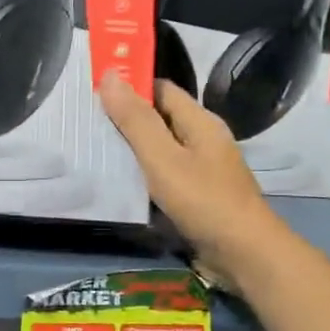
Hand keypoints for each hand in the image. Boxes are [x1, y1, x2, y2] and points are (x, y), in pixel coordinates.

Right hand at [97, 72, 279, 278]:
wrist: (245, 255)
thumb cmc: (203, 200)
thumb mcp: (162, 157)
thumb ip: (135, 120)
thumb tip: (110, 75)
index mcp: (200, 122)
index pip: (161, 90)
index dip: (130, 86)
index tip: (93, 90)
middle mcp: (203, 140)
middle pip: (159, 119)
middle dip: (125, 118)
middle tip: (85, 121)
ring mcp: (202, 169)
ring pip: (160, 149)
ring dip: (131, 149)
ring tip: (93, 148)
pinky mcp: (197, 195)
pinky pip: (163, 175)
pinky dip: (142, 174)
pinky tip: (119, 182)